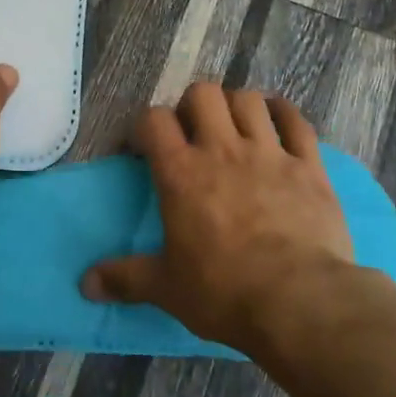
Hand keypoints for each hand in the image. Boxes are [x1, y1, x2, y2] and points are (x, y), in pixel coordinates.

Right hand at [81, 82, 354, 353]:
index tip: (144, 148)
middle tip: (192, 134)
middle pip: (203, 94)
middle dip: (193, 106)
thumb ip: (125, 279)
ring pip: (248, 100)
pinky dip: (284, 114)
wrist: (299, 302)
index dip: (145, 127)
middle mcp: (222, 150)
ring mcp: (269, 153)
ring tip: (234, 128)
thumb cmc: (224, 292)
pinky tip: (278, 120)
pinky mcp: (308, 166)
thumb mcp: (166, 288)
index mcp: (181, 173)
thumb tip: (86, 285)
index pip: (153, 120)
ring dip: (236, 107)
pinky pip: (296, 121)